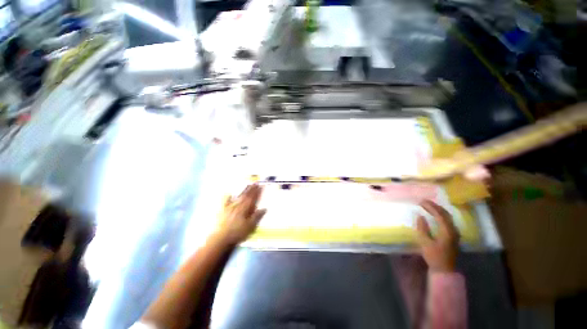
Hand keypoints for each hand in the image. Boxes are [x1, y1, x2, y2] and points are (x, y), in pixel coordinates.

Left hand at [215, 184, 266, 244]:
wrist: (220, 239)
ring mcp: (230, 207)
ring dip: (243, 190)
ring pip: (238, 196)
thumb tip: (264, 208)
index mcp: (245, 209)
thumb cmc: (238, 233)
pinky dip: (227, 196)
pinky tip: (229, 193)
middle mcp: (238, 205)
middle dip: (252, 189)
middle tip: (256, 182)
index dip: (258, 192)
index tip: (261, 186)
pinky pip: (225, 201)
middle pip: (246, 195)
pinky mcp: (223, 210)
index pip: (253, 198)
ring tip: (247, 185)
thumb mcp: (250, 226)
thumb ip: (257, 216)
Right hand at [415, 200, 458, 272]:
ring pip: (448, 217)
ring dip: (438, 210)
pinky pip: (447, 221)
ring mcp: (455, 233)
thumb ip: (422, 228)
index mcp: (447, 231)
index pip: (440, 214)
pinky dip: (440, 215)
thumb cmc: (434, 257)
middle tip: (423, 201)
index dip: (430, 207)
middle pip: (446, 214)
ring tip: (428, 206)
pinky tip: (435, 215)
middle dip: (434, 206)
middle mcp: (453, 230)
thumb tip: (420, 216)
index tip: (420, 201)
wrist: (445, 270)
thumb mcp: (425, 243)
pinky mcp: (453, 236)